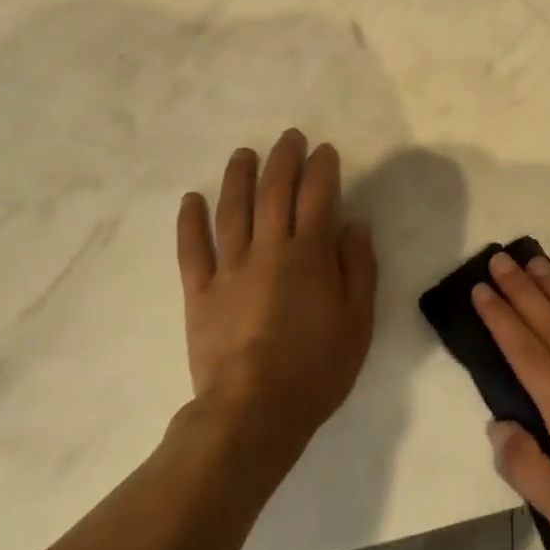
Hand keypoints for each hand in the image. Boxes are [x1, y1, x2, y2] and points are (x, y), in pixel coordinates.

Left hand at [176, 130, 377, 460]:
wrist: (254, 411)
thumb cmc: (317, 366)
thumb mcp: (359, 319)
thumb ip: (358, 267)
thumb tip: (353, 224)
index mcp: (309, 254)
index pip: (318, 196)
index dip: (322, 168)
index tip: (324, 150)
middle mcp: (268, 249)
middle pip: (274, 192)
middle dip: (283, 159)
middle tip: (288, 138)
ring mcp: (230, 269)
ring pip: (232, 211)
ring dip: (238, 177)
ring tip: (243, 153)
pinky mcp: (200, 293)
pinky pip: (192, 250)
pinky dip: (190, 222)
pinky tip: (192, 199)